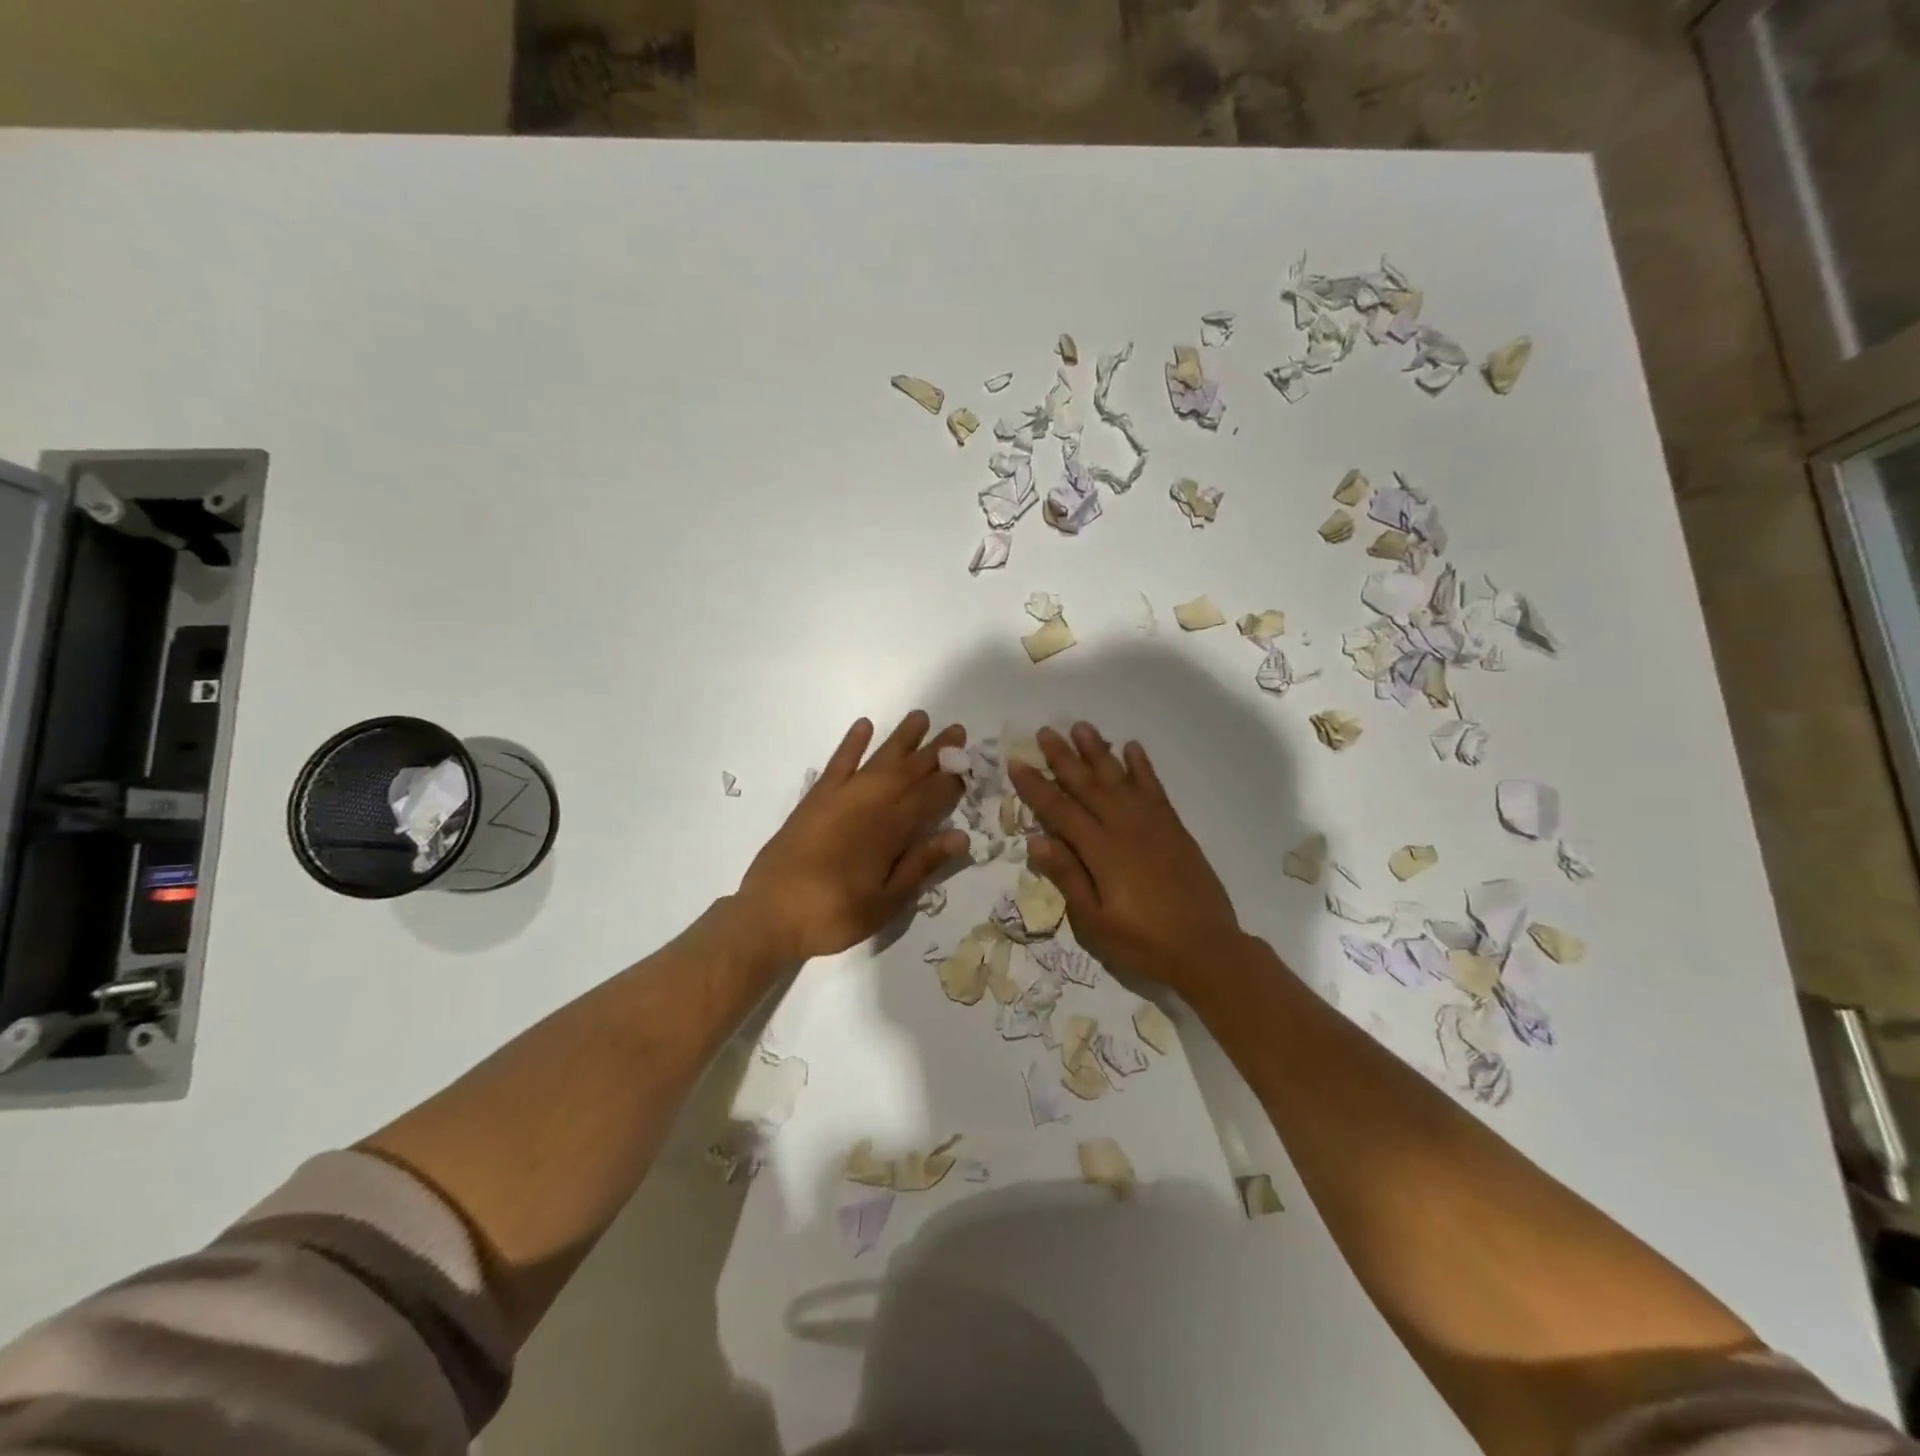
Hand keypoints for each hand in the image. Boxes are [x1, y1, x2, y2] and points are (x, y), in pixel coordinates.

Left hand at [735, 712, 968, 963]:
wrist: (770, 914)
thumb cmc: (835, 914)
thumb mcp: (886, 902)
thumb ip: (921, 865)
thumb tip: (961, 837)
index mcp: (891, 831)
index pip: (930, 797)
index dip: (951, 781)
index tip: (969, 765)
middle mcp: (870, 804)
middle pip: (909, 771)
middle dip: (936, 752)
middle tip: (957, 731)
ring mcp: (840, 797)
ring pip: (879, 759)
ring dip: (901, 738)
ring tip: (920, 717)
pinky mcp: (815, 798)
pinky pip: (838, 762)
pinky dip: (852, 743)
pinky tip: (864, 725)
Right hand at [1008, 723, 1243, 991]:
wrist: (1207, 948)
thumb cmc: (1143, 942)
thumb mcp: (1094, 921)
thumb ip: (1067, 877)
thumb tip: (1035, 840)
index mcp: (1101, 850)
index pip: (1059, 809)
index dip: (1036, 786)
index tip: (1017, 762)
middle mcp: (1124, 826)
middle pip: (1087, 784)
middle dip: (1063, 757)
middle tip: (1045, 731)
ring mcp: (1152, 823)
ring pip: (1119, 777)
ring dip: (1098, 751)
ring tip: (1081, 727)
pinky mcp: (1173, 827)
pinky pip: (1154, 787)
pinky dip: (1141, 766)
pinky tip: (1132, 748)